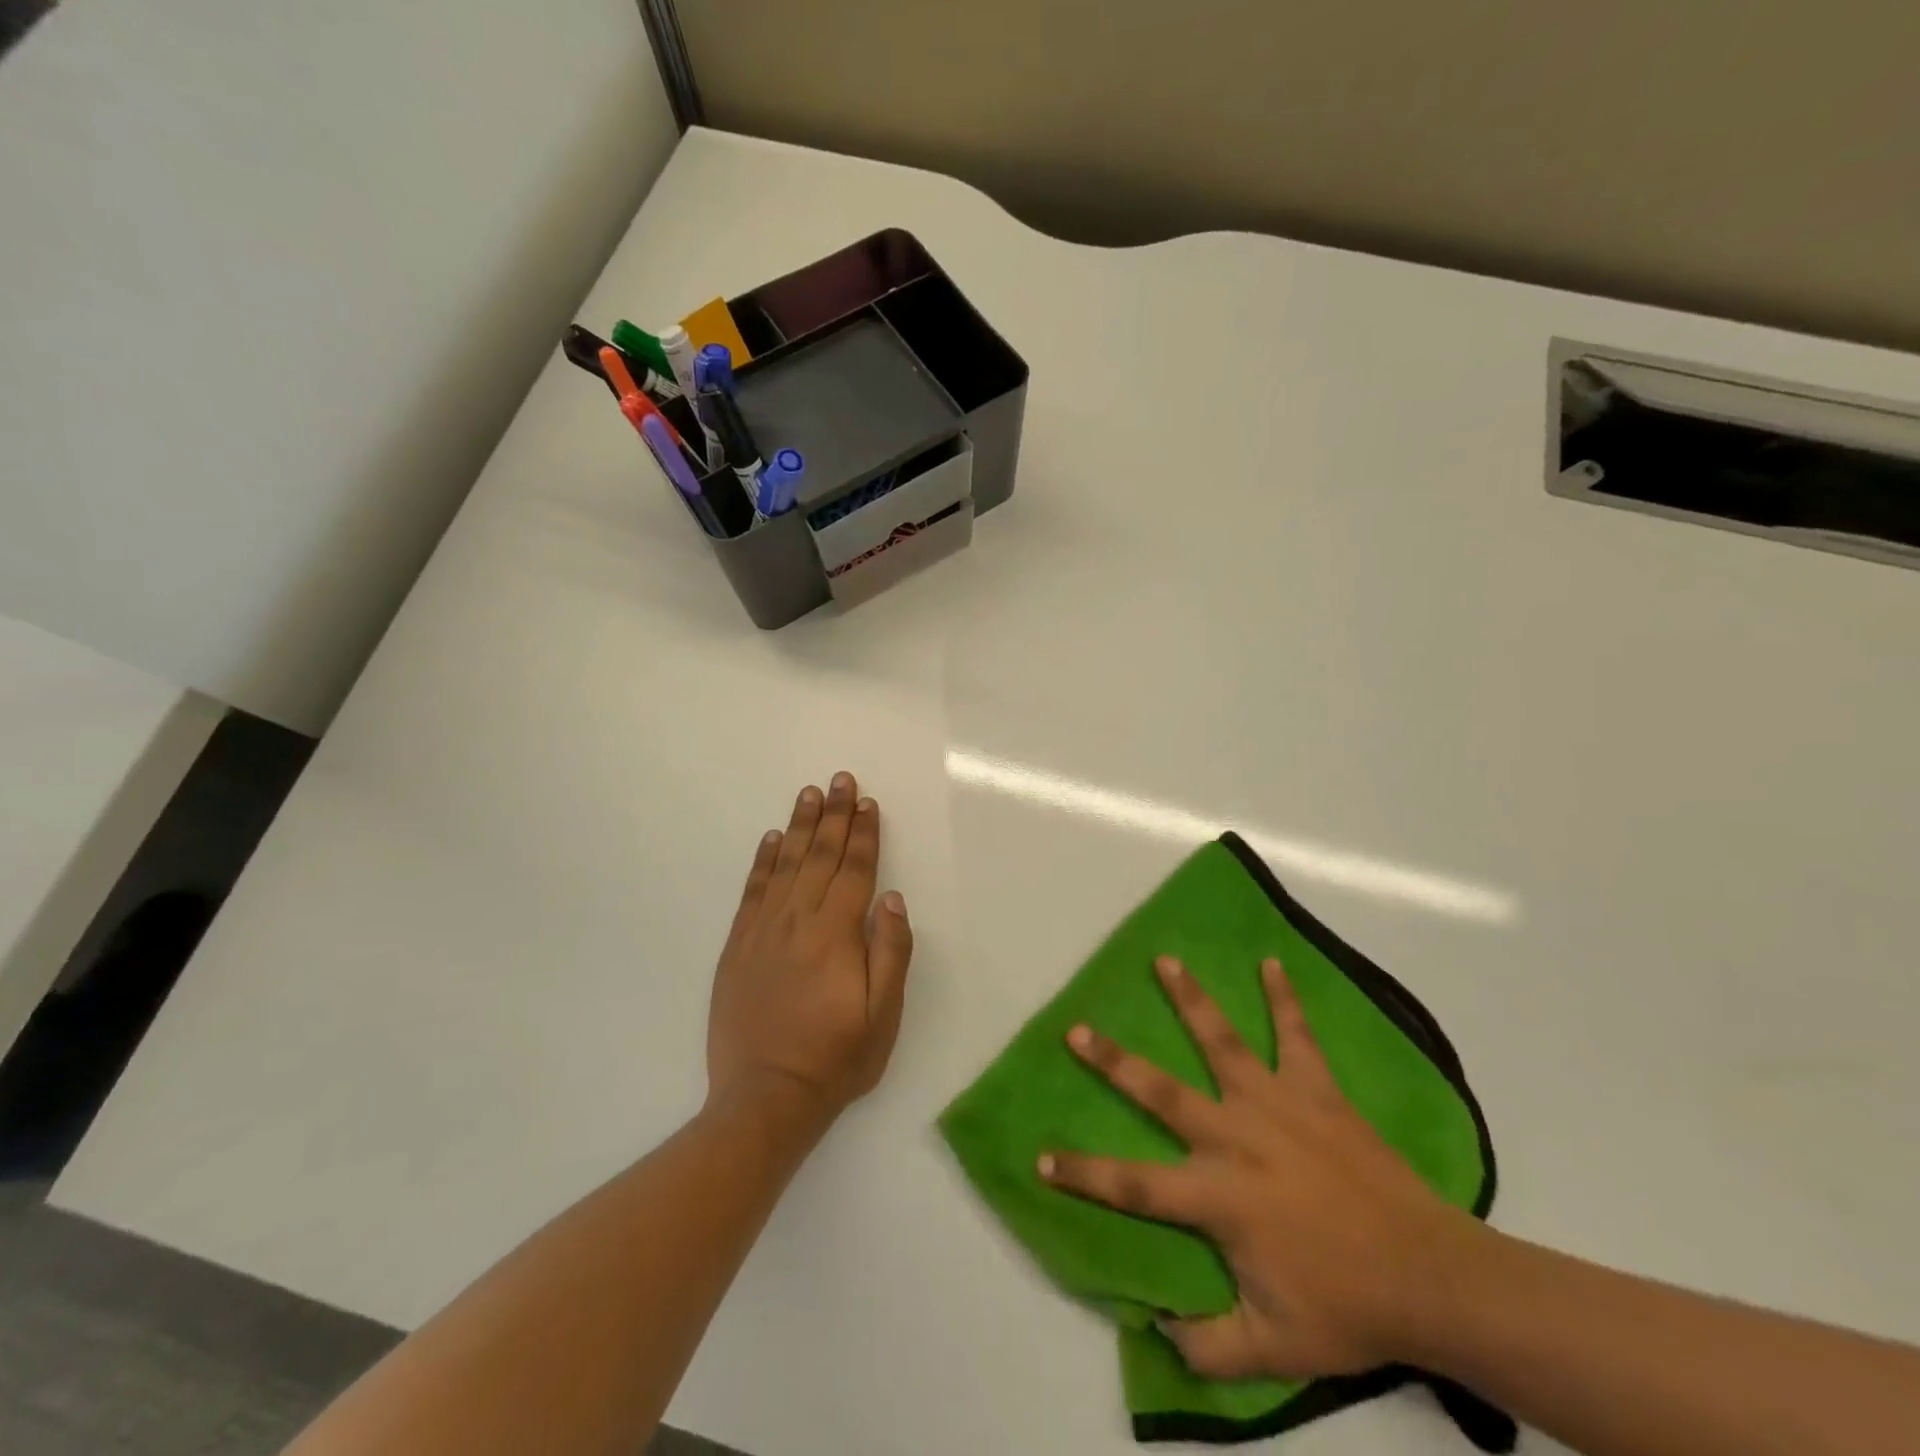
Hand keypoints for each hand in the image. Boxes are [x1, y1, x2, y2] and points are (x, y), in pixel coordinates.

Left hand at [707, 773, 913, 1128]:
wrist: (765, 1097)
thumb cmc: (836, 1058)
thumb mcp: (883, 1014)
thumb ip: (890, 951)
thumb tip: (892, 897)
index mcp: (837, 934)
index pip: (855, 870)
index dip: (864, 834)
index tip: (868, 802)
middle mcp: (798, 921)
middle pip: (821, 856)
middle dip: (836, 815)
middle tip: (841, 780)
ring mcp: (763, 931)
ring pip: (786, 864)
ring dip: (801, 826)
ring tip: (810, 794)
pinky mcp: (738, 946)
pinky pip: (753, 891)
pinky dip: (764, 861)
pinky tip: (772, 839)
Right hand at [1039, 955, 1476, 1379]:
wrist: (1431, 1279)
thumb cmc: (1348, 1308)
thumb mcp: (1273, 1349)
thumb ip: (1209, 1347)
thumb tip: (1156, 1333)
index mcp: (1218, 1196)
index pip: (1133, 1184)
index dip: (1084, 1174)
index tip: (1041, 1157)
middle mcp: (1234, 1137)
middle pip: (1160, 1092)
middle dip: (1113, 1062)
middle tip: (1077, 1029)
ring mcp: (1275, 1105)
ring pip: (1221, 1042)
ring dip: (1189, 999)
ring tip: (1164, 960)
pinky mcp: (1316, 1091)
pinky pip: (1297, 1036)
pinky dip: (1284, 999)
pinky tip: (1272, 962)